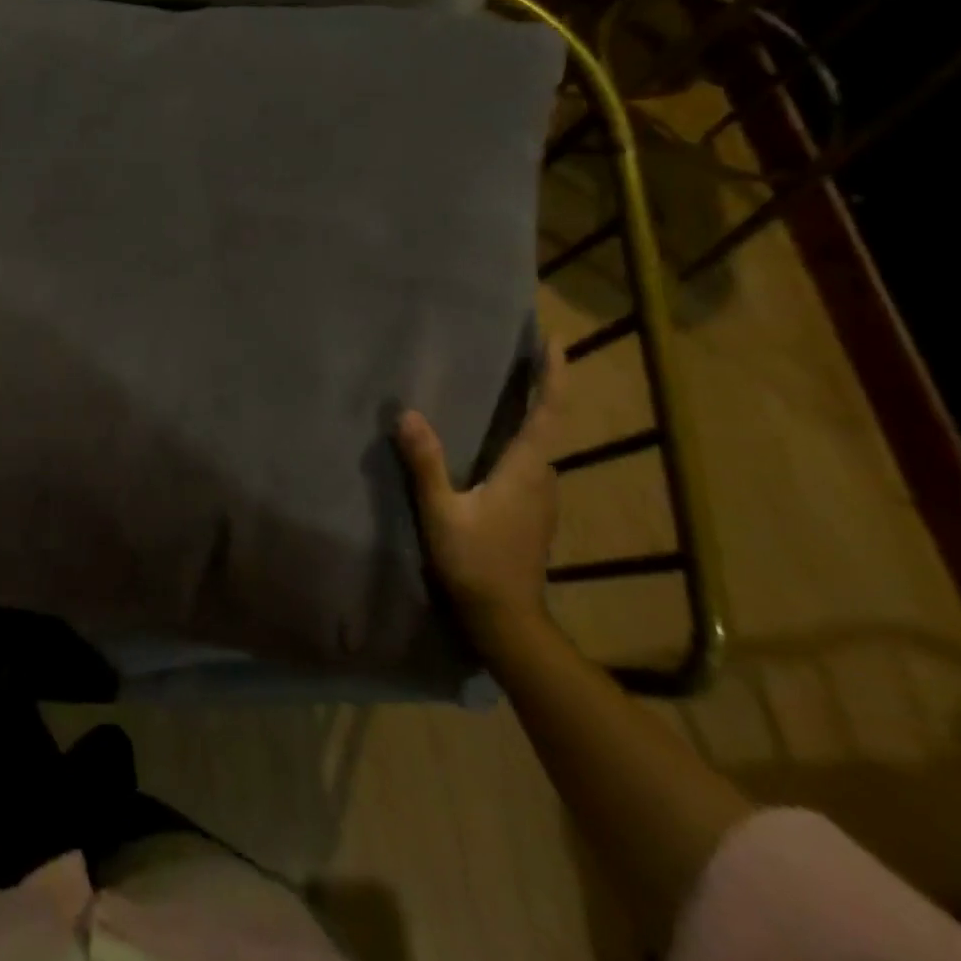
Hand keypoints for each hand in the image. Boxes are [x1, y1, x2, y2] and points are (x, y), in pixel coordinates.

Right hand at [395, 342, 561, 649]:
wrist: (507, 620)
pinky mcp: (531, 512)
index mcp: (526, 470)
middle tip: (521, 355)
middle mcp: (542, 477)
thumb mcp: (441, 512)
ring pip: (539, 445)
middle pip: (548, 423)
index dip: (553, 374)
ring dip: (530, 413)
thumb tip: (407, 413)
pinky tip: (494, 442)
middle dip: (541, 386)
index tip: (551, 339)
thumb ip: (426, 463)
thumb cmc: (475, 563)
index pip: (548, 412)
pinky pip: (529, 463)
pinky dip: (519, 438)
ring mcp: (541, 498)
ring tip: (505, 389)